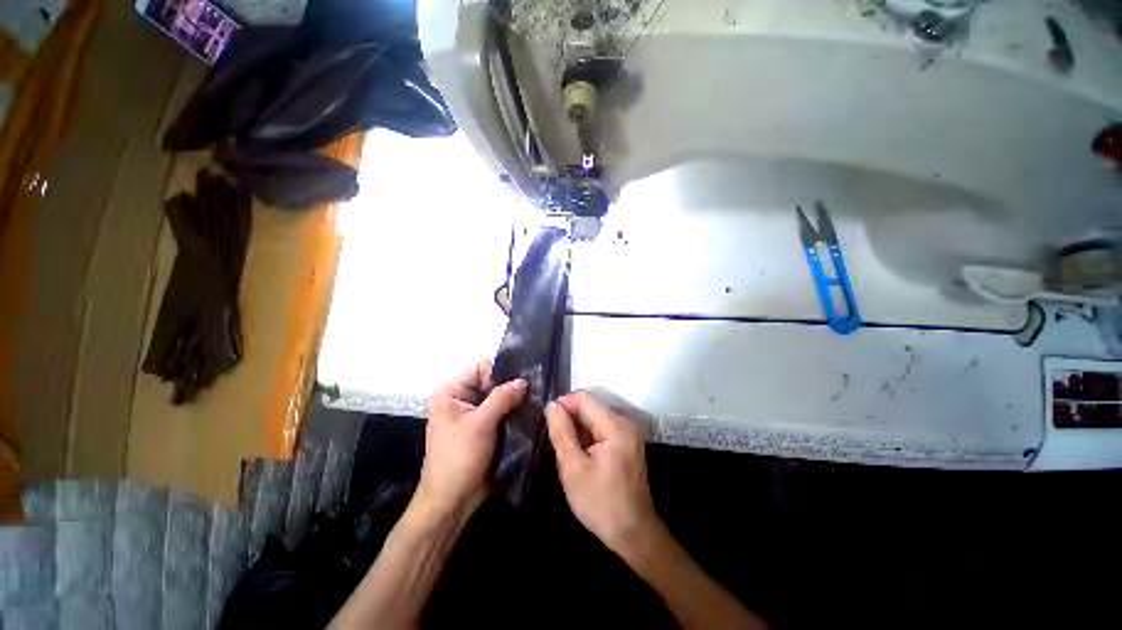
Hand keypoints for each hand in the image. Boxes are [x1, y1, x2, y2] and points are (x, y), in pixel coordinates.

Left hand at [415, 361, 526, 519]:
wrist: (452, 502)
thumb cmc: (459, 458)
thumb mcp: (480, 424)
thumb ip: (502, 398)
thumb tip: (524, 381)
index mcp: (450, 391)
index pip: (480, 367)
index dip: (498, 375)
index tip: (515, 389)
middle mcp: (461, 398)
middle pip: (491, 381)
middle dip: (509, 388)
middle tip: (531, 395)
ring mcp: (473, 413)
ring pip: (499, 397)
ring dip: (514, 402)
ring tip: (532, 405)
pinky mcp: (484, 427)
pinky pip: (502, 411)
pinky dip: (513, 413)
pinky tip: (527, 415)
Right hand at [545, 392, 659, 556]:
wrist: (633, 533)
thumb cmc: (600, 503)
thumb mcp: (573, 468)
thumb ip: (562, 433)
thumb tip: (551, 405)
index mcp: (616, 426)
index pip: (585, 399)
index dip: (564, 404)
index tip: (547, 420)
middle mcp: (626, 423)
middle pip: (591, 407)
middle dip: (570, 418)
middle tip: (554, 440)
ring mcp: (629, 433)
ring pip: (595, 418)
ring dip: (578, 428)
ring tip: (565, 450)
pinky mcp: (628, 442)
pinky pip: (603, 429)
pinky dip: (588, 436)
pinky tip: (579, 454)